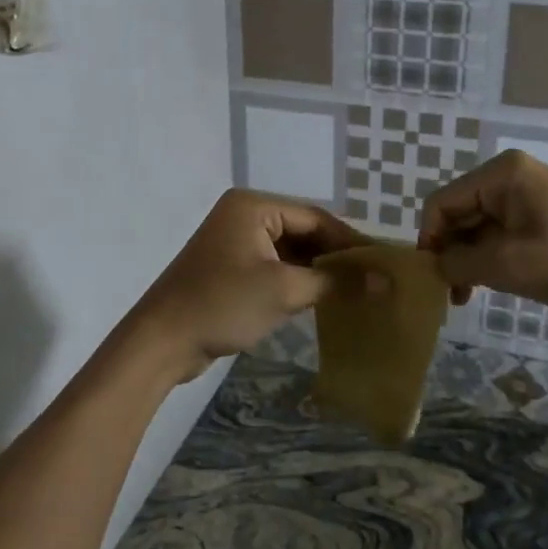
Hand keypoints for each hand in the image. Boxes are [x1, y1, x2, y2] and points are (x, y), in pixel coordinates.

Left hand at [126, 189, 365, 381]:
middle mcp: (244, 216)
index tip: (383, 263)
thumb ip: (337, 282)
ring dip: (318, 272)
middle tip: (374, 280)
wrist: (161, 342)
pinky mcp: (230, 270)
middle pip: (303, 232)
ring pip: (290, 252)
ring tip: (357, 292)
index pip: (315, 217)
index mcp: (253, 206)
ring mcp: (235, 243)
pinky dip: (297, 282)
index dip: (350, 241)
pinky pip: (274, 268)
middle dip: (335, 257)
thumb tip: (387, 281)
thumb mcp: (285, 290)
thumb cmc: (223, 304)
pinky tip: (324, 300)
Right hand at [418, 150, 547, 313]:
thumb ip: (458, 263)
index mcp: (500, 174)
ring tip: (468, 295)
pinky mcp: (541, 212)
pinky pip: (500, 230)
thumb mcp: (506, 265)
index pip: (442, 203)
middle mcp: (510, 175)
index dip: (430, 239)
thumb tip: (433, 265)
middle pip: (459, 212)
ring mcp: (527, 192)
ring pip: (478, 225)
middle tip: (453, 294)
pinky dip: (490, 256)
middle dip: (451, 252)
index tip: (433, 278)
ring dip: (469, 258)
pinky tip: (490, 283)